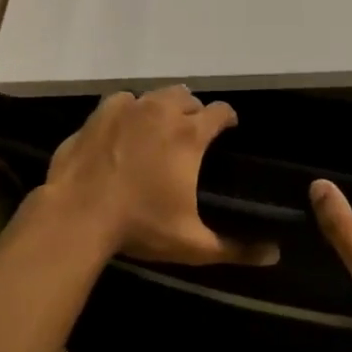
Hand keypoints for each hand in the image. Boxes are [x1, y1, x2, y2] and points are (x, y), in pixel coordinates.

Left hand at [40, 86, 278, 266]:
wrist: (77, 216)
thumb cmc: (140, 226)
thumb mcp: (192, 244)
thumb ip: (235, 249)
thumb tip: (275, 256)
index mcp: (189, 135)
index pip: (220, 111)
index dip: (227, 118)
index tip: (228, 129)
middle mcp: (161, 112)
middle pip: (187, 97)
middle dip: (194, 111)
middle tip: (192, 133)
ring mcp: (127, 109)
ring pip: (155, 95)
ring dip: (163, 106)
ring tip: (160, 127)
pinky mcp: (98, 115)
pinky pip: (122, 100)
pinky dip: (130, 109)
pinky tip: (126, 127)